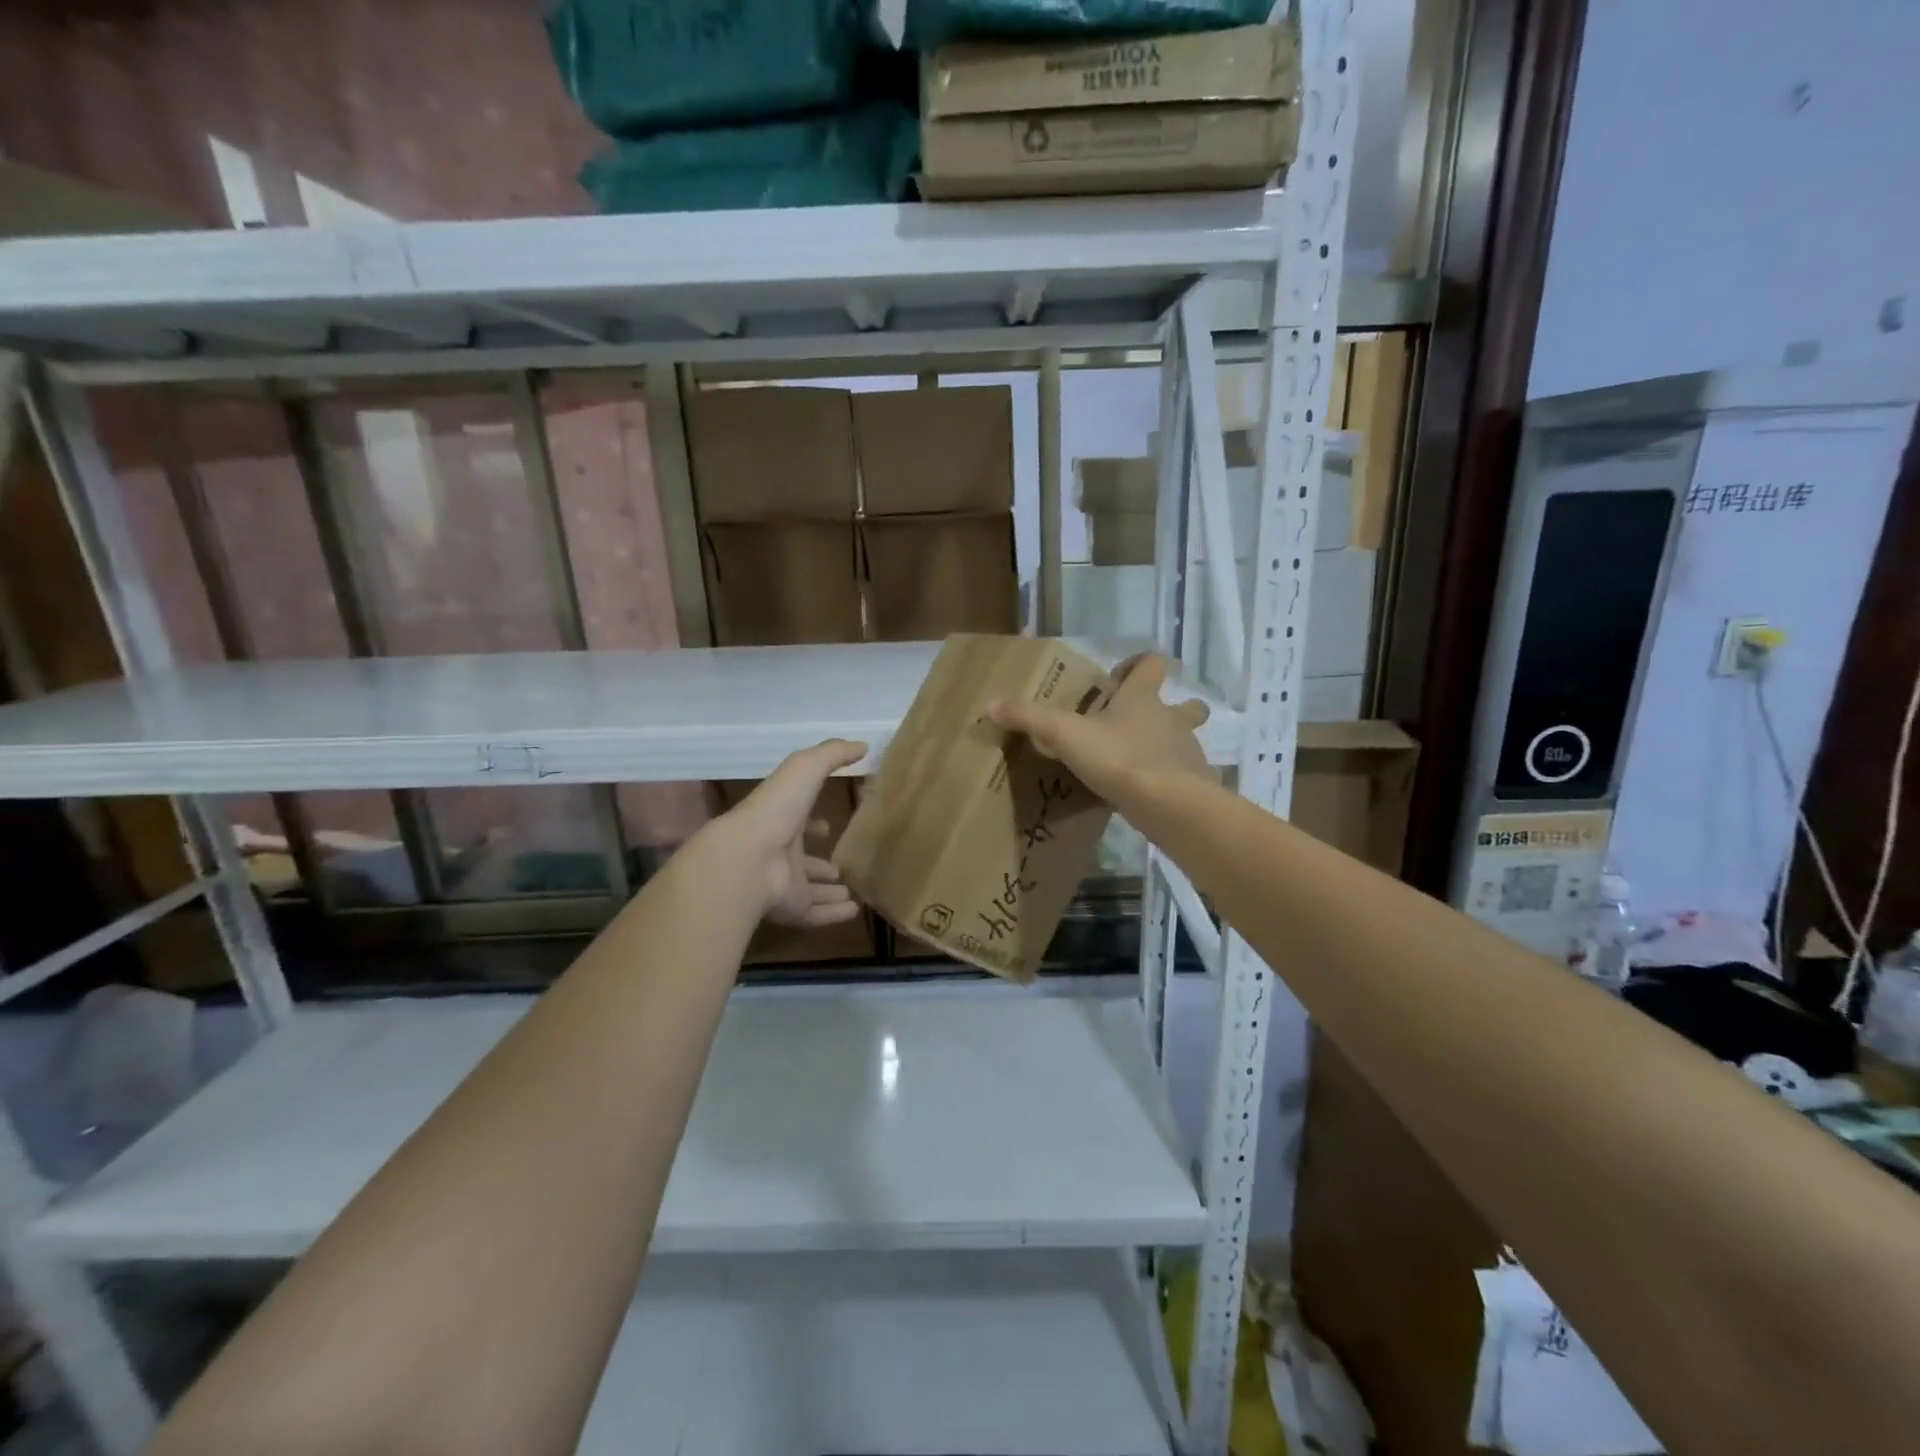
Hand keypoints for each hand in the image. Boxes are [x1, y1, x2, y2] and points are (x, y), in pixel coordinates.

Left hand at [711, 738, 867, 926]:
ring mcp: (784, 884)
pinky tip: (854, 912)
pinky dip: (833, 915)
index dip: (812, 822)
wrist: (748, 857)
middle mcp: (780, 853)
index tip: (827, 825)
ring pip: (809, 890)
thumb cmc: (776, 809)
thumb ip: (833, 754)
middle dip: (820, 864)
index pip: (798, 821)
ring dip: (828, 891)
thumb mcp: (805, 768)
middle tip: (841, 868)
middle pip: (803, 861)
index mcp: (782, 820)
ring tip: (851, 891)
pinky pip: (816, 915)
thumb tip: (862, 745)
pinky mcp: (791, 909)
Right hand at [986, 654, 1209, 804]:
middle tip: (1139, 724)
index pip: (1152, 665)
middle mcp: (1172, 720)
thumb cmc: (1120, 758)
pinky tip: (1145, 794)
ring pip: (1184, 741)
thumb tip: (990, 704)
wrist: (1170, 805)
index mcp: (1143, 698)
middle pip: (1185, 706)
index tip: (1118, 678)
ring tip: (1137, 762)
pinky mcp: (1193, 785)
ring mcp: (1187, 753)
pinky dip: (1167, 781)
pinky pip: (1181, 776)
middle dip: (1172, 709)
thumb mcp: (1066, 735)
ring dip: (1166, 747)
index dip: (1138, 665)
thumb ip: (1030, 718)